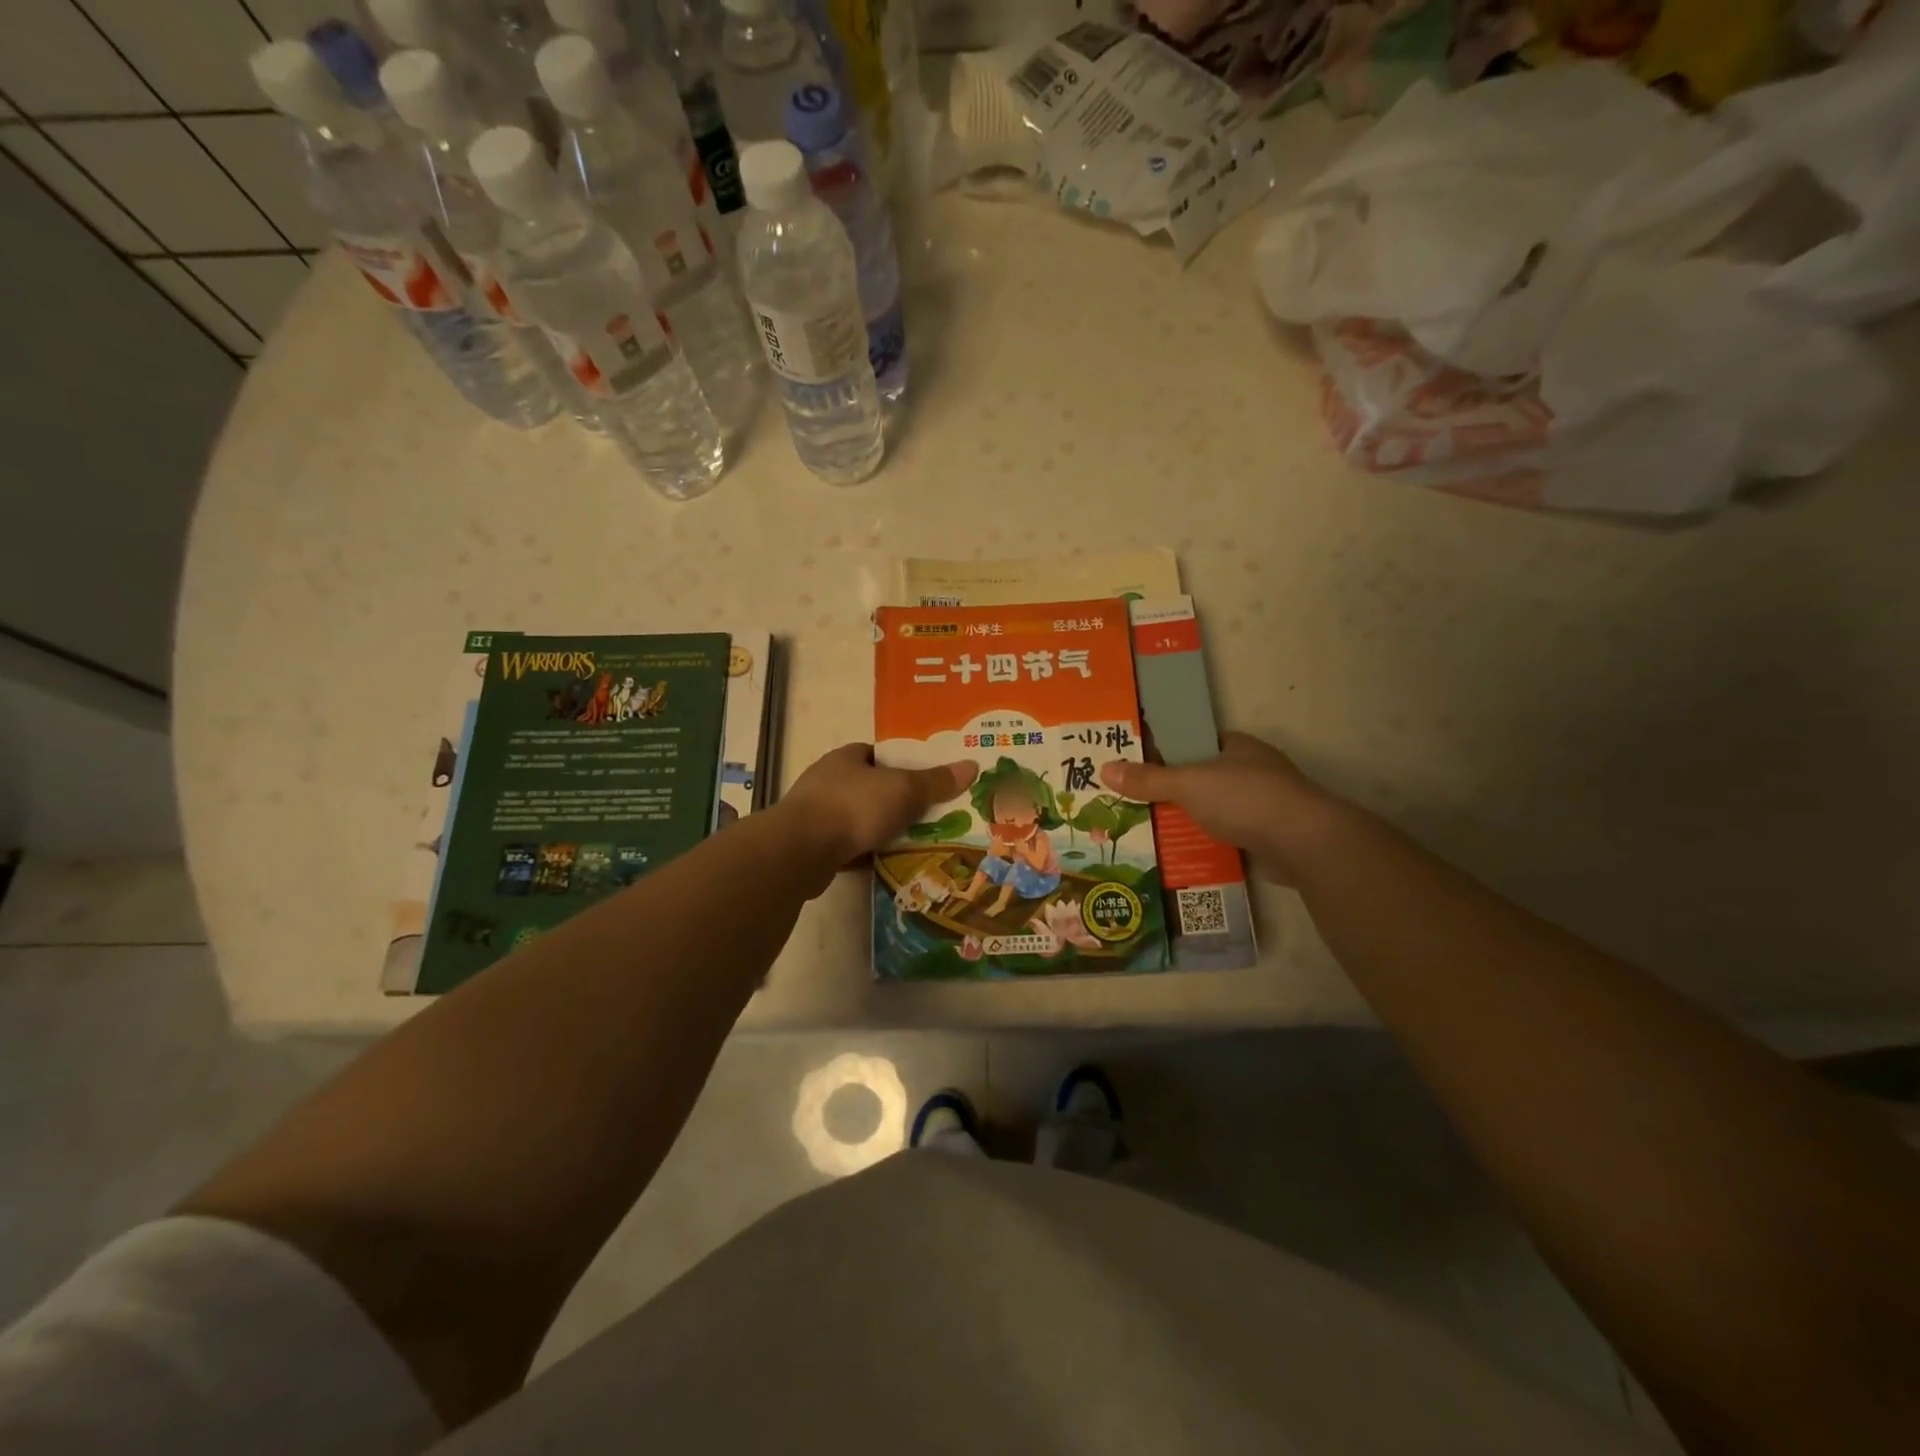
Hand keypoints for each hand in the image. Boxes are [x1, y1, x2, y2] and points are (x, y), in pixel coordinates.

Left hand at [779, 744, 978, 872]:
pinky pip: (848, 846)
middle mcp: (828, 781)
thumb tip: (971, 766)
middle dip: (894, 801)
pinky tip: (886, 863)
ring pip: (858, 819)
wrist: (801, 851)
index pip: (877, 755)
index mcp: (846, 758)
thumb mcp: (903, 790)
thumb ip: (935, 781)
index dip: (901, 764)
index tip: (925, 780)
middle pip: (870, 787)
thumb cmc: (854, 806)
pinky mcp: (812, 846)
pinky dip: (865, 853)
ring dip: (879, 829)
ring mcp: (816, 814)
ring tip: (912, 842)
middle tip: (927, 815)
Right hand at [1099, 733, 1349, 884]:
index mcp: (1238, 747)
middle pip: (1205, 777)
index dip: (1170, 750)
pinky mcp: (1269, 837)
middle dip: (1176, 790)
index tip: (1140, 765)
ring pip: (1217, 809)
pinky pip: (1229, 836)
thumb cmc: (1244, 798)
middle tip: (1137, 801)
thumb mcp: (1187, 783)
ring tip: (1151, 831)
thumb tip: (1105, 768)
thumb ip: (1148, 779)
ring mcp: (1264, 805)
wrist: (1302, 842)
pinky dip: (1209, 844)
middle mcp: (1253, 771)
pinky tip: (1182, 854)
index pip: (1198, 742)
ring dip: (1192, 820)